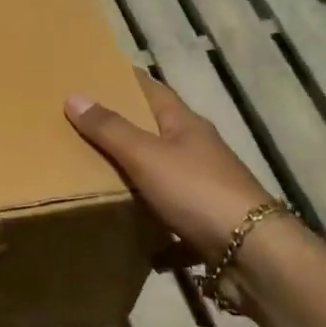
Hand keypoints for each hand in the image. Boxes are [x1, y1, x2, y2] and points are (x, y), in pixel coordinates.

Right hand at [65, 75, 279, 263]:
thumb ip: (110, 129)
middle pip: (155, 130)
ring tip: (93, 174)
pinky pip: (168, 216)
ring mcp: (203, 187)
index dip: (125, 79)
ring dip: (134, 174)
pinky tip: (127, 231)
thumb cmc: (197, 191)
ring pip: (161, 173)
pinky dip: (149, 223)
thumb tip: (74, 96)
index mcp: (185, 124)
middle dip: (122, 127)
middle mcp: (197, 150)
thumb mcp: (146, 155)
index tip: (95, 72)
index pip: (152, 89)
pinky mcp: (204, 222)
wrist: (252, 254)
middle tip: (80, 124)